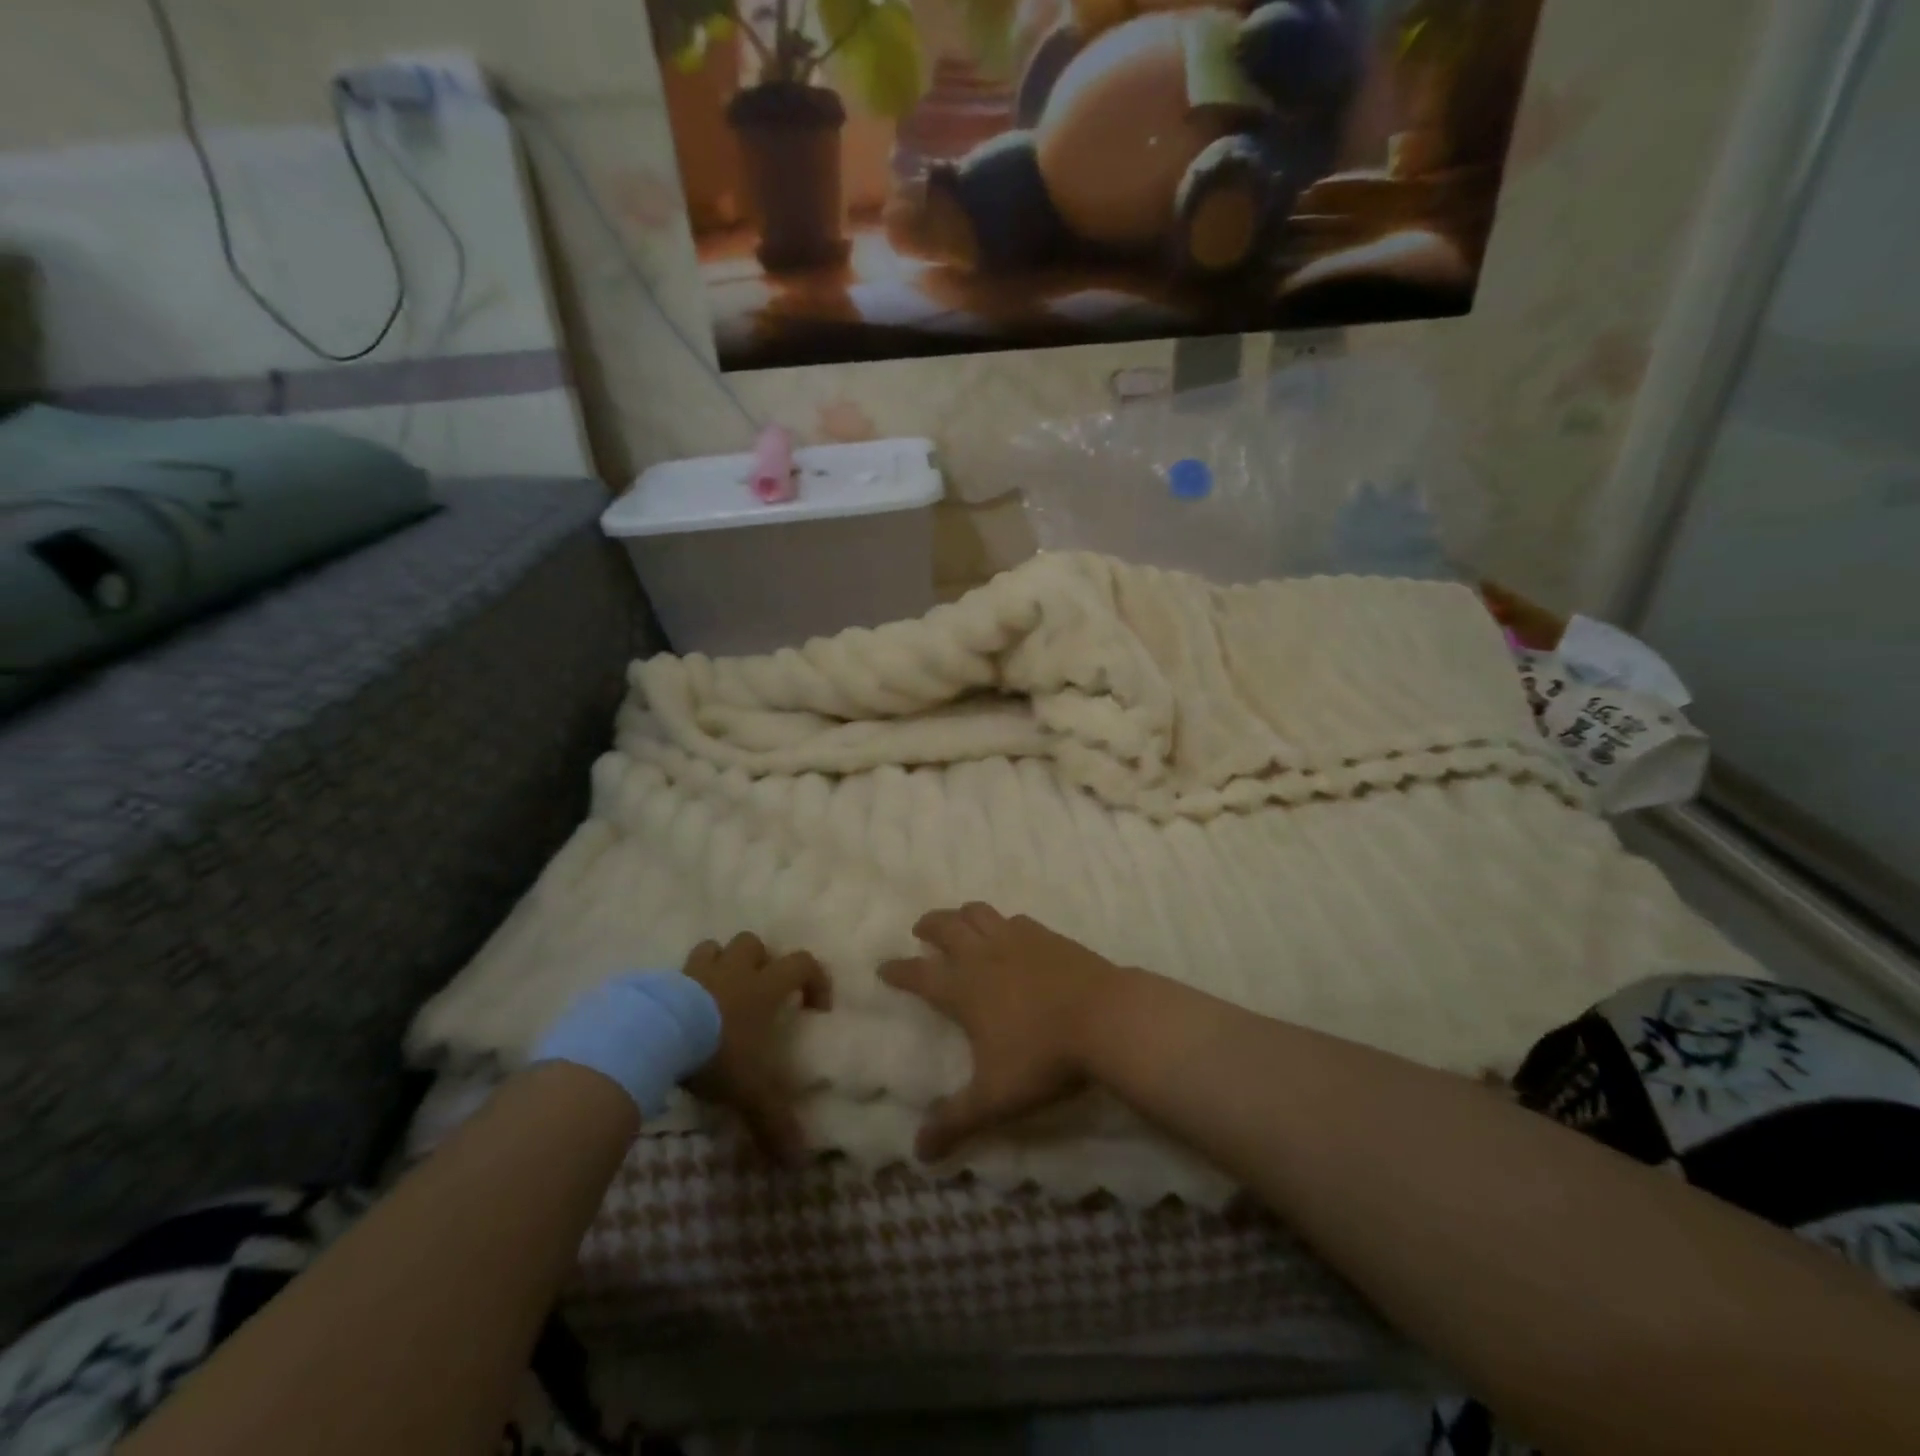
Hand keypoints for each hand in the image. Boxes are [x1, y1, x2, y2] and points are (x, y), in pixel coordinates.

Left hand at [683, 932, 831, 1165]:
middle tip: (758, 992)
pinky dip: (686, 982)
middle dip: (760, 961)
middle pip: (755, 943)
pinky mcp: (666, 978)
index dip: (816, 978)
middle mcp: (736, 970)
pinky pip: (680, 970)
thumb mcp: (750, 1091)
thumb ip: (774, 1121)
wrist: (656, 1036)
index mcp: (765, 987)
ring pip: (716, 947)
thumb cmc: (716, 1053)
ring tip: (718, 992)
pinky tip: (682, 1008)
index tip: (815, 1006)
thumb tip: (798, 1162)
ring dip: (721, 963)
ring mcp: (699, 970)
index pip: (803, 963)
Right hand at [880, 904, 1125, 1161]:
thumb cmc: (1043, 1058)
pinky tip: (1011, 933)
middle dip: (928, 925)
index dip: (897, 970)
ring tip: (959, 922)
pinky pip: (1016, 920)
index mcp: (963, 989)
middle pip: (946, 926)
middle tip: (920, 930)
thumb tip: (918, 1153)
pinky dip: (1003, 923)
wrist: (1106, 1018)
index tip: (883, 967)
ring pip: (979, 913)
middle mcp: (984, 956)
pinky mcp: (1048, 936)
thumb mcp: (995, 1099)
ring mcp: (1017, 940)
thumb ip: (955, 1122)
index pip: (918, 974)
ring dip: (962, 914)